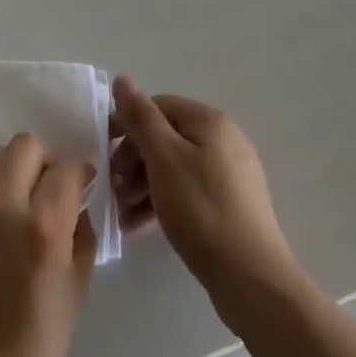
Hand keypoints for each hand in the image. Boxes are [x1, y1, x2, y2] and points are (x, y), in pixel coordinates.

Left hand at [0, 133, 95, 356]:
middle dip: (45, 162)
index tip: (82, 188)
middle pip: (26, 146)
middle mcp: (2, 204)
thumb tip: (79, 200)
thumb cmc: (31, 345)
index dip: (79, 175)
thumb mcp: (75, 291)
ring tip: (22, 203)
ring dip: (15, 168)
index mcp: (41, 227)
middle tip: (51, 192)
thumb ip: (81, 234)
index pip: (65, 169)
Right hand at [110, 76, 297, 299]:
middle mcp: (223, 139)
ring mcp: (230, 174)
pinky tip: (139, 225)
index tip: (104, 154)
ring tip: (121, 212)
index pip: (157, 106)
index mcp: (209, 121)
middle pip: (166, 137)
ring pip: (174, 167)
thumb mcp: (163, 157)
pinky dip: (162, 202)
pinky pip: (187, 191)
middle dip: (133, 160)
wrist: (251, 278)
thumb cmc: (201, 209)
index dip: (127, 125)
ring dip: (143, 184)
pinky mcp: (230, 205)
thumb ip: (140, 117)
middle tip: (113, 188)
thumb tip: (122, 78)